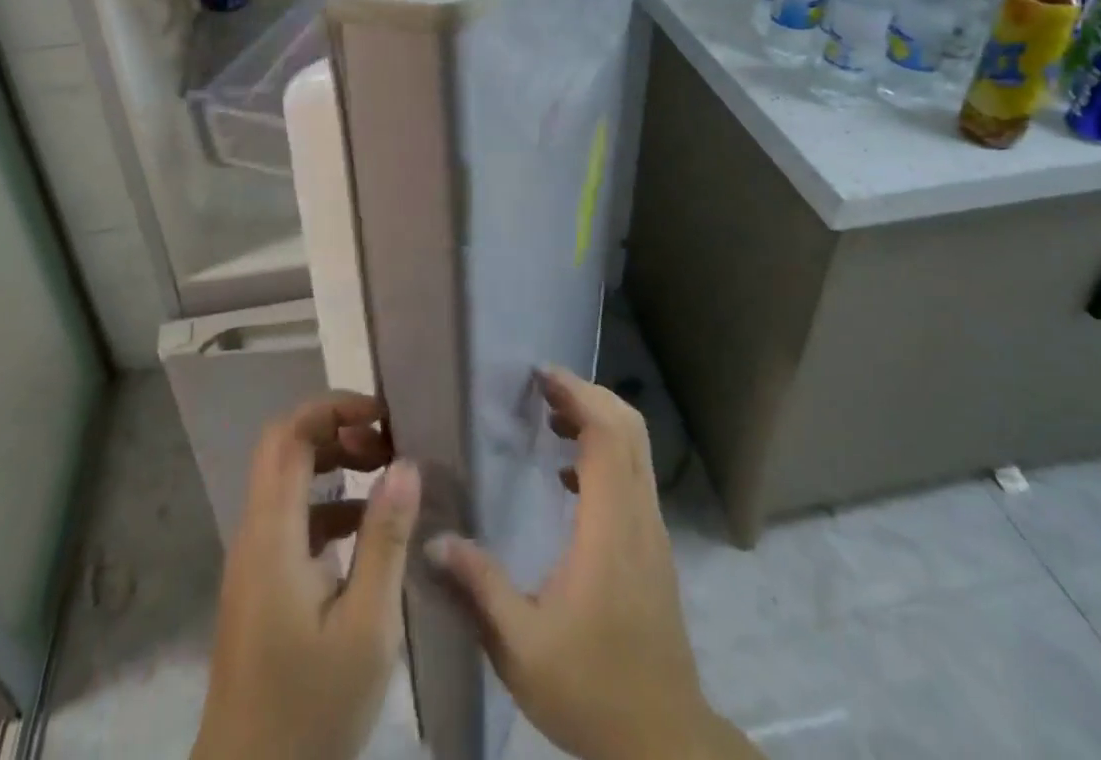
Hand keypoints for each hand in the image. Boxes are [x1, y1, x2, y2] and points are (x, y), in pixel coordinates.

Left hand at [191, 392, 420, 759]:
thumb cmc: (311, 711)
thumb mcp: (366, 627)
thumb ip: (385, 539)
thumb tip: (405, 462)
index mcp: (272, 535)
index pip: (289, 435)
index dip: (333, 408)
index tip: (383, 416)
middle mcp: (254, 535)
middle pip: (285, 449)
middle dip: (336, 430)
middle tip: (386, 444)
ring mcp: (254, 562)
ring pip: (288, 483)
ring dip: (333, 465)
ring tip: (385, 476)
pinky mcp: (261, 587)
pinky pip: (293, 520)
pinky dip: (328, 506)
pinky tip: (367, 530)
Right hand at [426, 368, 755, 759]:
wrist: (666, 743)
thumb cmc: (592, 689)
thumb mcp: (521, 647)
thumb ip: (479, 588)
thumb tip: (434, 539)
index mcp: (609, 526)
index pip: (607, 434)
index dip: (578, 395)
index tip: (541, 376)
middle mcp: (638, 515)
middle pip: (628, 427)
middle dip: (588, 395)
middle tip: (543, 389)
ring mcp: (652, 530)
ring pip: (636, 448)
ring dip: (598, 420)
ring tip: (551, 419)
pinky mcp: (654, 547)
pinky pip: (634, 475)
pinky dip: (606, 451)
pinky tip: (568, 477)